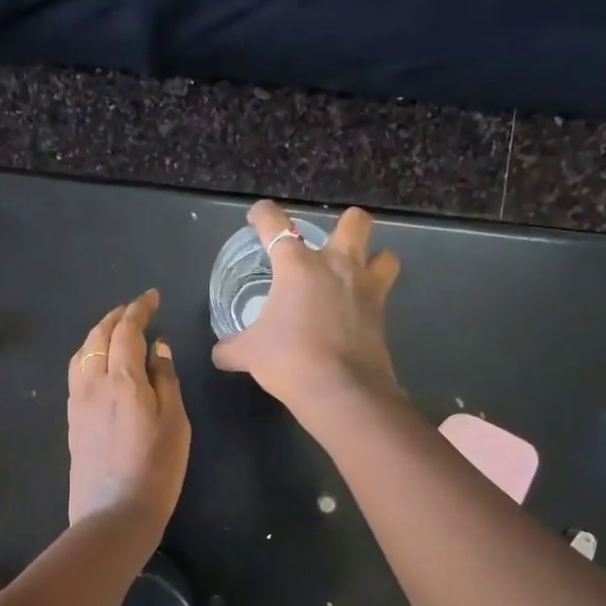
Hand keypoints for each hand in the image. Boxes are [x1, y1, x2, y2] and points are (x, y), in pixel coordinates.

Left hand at [67, 290, 190, 535]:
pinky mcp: (72, 419)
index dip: (139, 309)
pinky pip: (77, 371)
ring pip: (82, 352)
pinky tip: (101, 363)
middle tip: (136, 310)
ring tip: (117, 331)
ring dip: (99, 334)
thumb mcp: (175, 422)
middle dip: (117, 317)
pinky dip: (90, 354)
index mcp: (122, 379)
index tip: (152, 298)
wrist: (114, 513)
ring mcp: (77, 401)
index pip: (127, 330)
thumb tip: (158, 348)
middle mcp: (93, 382)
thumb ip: (165, 380)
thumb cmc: (156, 468)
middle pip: (99, 336)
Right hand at [211, 200, 401, 413]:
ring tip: (358, 273)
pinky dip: (372, 299)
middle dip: (346, 225)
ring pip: (385, 254)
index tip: (258, 216)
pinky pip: (384, 294)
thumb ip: (231, 349)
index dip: (263, 214)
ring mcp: (364, 289)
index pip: (275, 224)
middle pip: (354, 222)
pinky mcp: (382, 315)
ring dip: (374, 258)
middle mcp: (336, 266)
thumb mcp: (248, 354)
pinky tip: (357, 313)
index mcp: (296, 266)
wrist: (340, 390)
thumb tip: (219, 353)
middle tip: (329, 244)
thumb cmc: (288, 359)